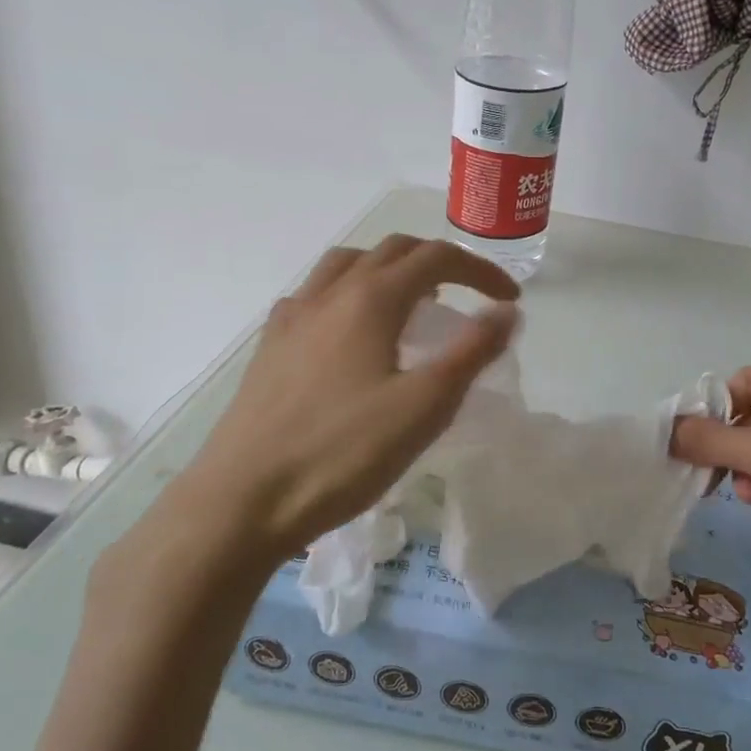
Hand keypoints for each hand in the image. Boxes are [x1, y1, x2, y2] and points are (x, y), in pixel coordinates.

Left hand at [149, 237, 519, 571]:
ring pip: (348, 264)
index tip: (509, 299)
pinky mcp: (270, 345)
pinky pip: (315, 294)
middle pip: (392, 250)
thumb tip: (507, 311)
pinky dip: (348, 292)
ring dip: (389, 269)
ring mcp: (292, 316)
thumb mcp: (423, 407)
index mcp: (371, 299)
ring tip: (411, 303)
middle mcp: (330, 293)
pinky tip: (350, 331)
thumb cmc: (342, 454)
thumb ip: (471, 352)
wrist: (242, 500)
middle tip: (467, 296)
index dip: (480, 271)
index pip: (437, 258)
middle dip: (439, 262)